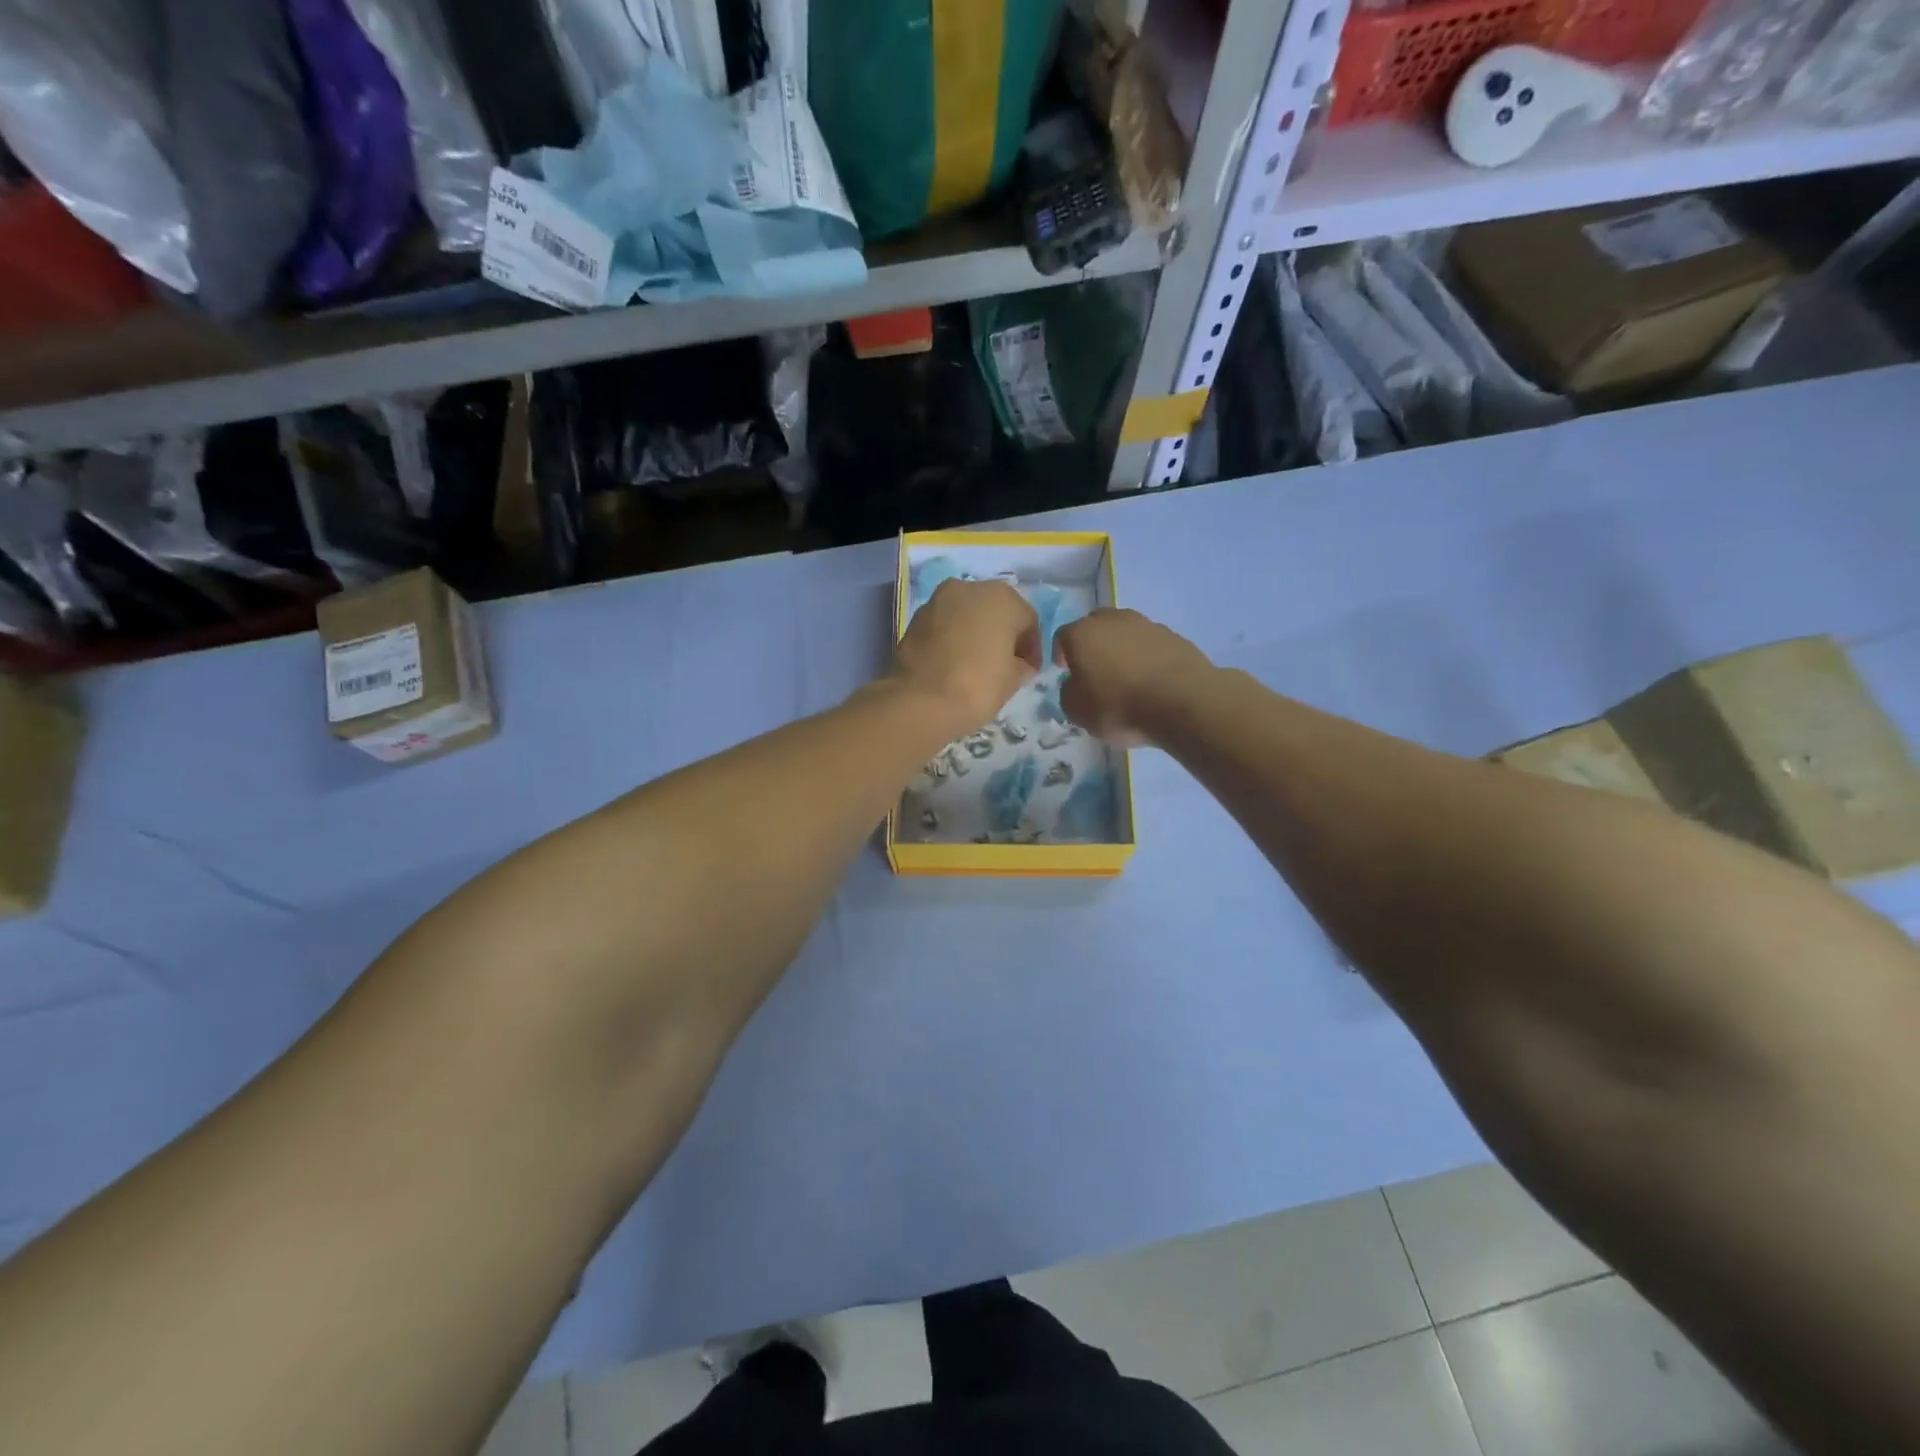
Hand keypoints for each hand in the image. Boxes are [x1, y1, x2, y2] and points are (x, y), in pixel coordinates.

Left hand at [894, 579, 1041, 731]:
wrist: (921, 701)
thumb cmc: (978, 686)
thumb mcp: (1013, 679)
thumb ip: (1022, 665)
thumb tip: (1018, 664)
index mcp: (1002, 597)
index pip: (1028, 620)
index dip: (1031, 648)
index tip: (1030, 670)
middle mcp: (969, 588)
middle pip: (995, 611)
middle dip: (1002, 634)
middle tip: (1005, 664)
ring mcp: (938, 601)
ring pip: (967, 615)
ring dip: (976, 633)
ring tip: (977, 664)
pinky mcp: (916, 618)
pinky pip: (945, 626)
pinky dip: (953, 639)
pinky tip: (954, 663)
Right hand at [1055, 609, 1214, 745]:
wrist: (1182, 701)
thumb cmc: (1119, 705)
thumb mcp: (1077, 711)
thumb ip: (1069, 693)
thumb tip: (1075, 684)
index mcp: (1082, 633)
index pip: (1062, 636)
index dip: (1061, 654)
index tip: (1065, 671)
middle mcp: (1113, 620)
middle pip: (1095, 626)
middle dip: (1092, 645)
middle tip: (1094, 670)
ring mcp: (1146, 625)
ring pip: (1125, 632)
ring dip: (1121, 649)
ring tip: (1126, 677)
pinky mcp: (1174, 636)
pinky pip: (1150, 645)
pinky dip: (1146, 657)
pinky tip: (1151, 680)